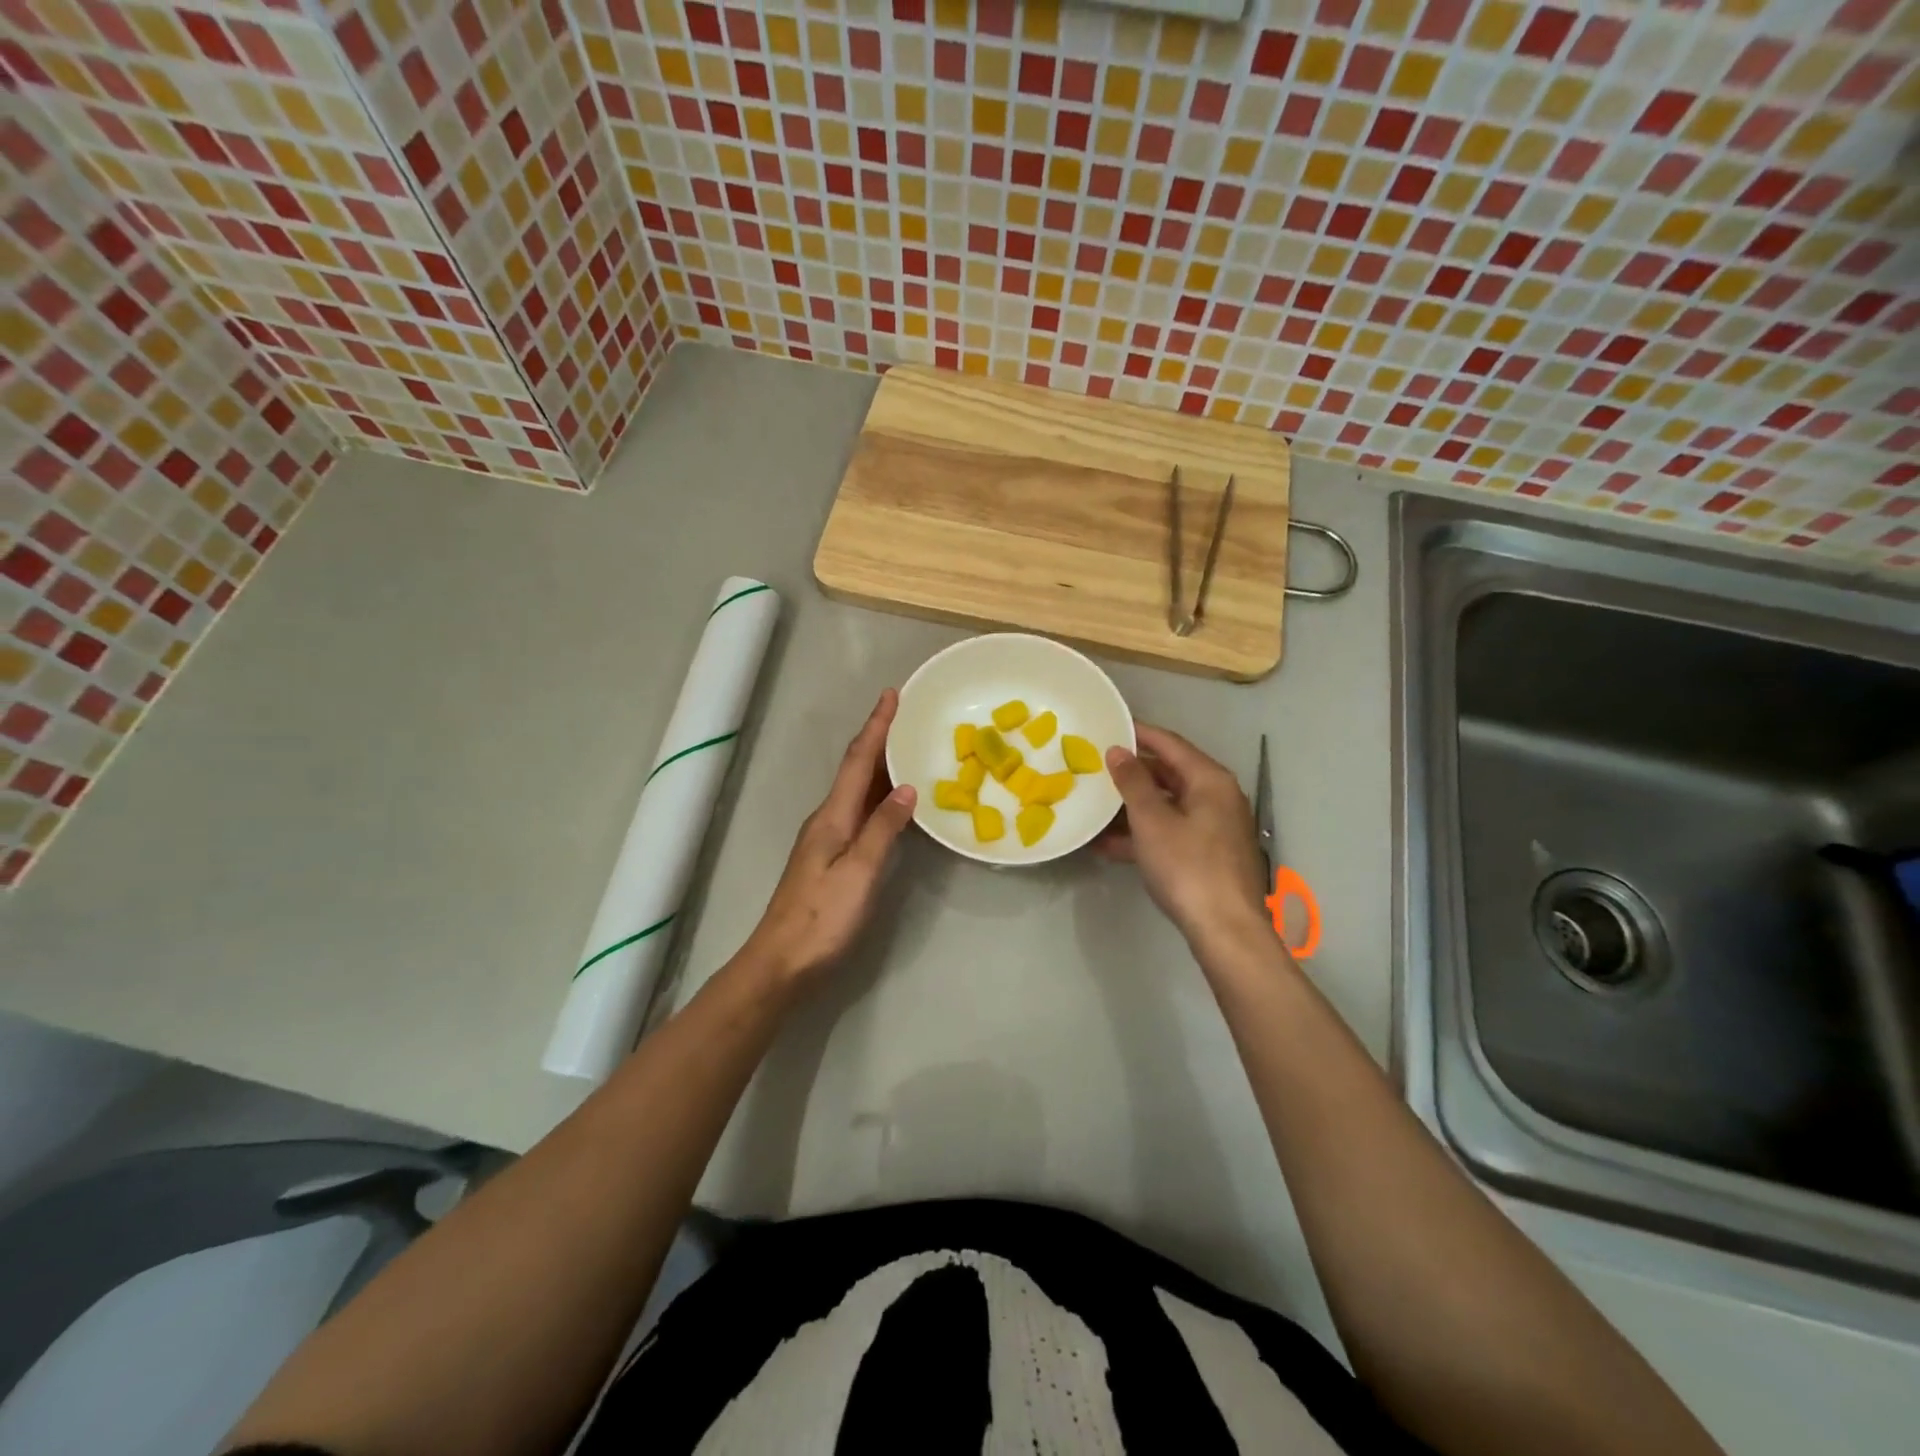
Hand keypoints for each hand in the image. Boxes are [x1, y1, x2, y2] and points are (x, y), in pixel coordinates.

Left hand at [744, 690, 916, 983]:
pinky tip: (894, 802)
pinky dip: (879, 796)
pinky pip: (860, 812)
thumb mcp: (858, 872)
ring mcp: (827, 839)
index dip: (876, 727)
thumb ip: (883, 829)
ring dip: (880, 766)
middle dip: (880, 739)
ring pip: (858, 791)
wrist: (781, 963)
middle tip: (907, 715)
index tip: (892, 695)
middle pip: (856, 769)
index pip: (858, 760)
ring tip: (907, 748)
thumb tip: (907, 787)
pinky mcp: (832, 858)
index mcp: (833, 816)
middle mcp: (828, 819)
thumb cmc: (822, 918)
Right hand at [1096, 723, 1270, 951]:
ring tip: (1095, 806)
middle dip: (1132, 773)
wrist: (1225, 929)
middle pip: (1169, 774)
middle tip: (1095, 766)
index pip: (1170, 744)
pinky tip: (1108, 845)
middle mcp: (1217, 797)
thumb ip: (1133, 782)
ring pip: (1167, 806)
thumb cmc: (1187, 866)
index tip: (1108, 726)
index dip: (1138, 733)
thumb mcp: (1152, 820)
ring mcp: (1214, 828)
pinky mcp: (1208, 855)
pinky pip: (1170, 832)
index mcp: (1210, 780)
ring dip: (1132, 808)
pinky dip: (1143, 834)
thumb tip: (1118, 751)